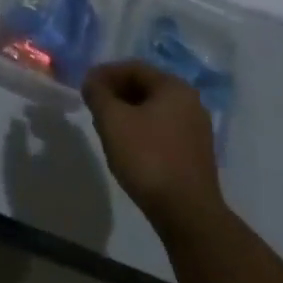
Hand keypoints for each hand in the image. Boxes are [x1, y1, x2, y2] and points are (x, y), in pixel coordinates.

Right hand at [82, 61, 222, 229]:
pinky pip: (163, 130)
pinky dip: (142, 131)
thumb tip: (92, 81)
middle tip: (94, 107)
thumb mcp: (113, 121)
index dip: (105, 73)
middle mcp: (190, 102)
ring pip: (154, 110)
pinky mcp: (195, 155)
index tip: (85, 87)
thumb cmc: (148, 158)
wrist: (187, 214)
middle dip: (116, 93)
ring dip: (128, 113)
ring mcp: (196, 130)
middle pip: (145, 87)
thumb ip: (98, 94)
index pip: (134, 68)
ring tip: (107, 128)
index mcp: (174, 87)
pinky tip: (128, 148)